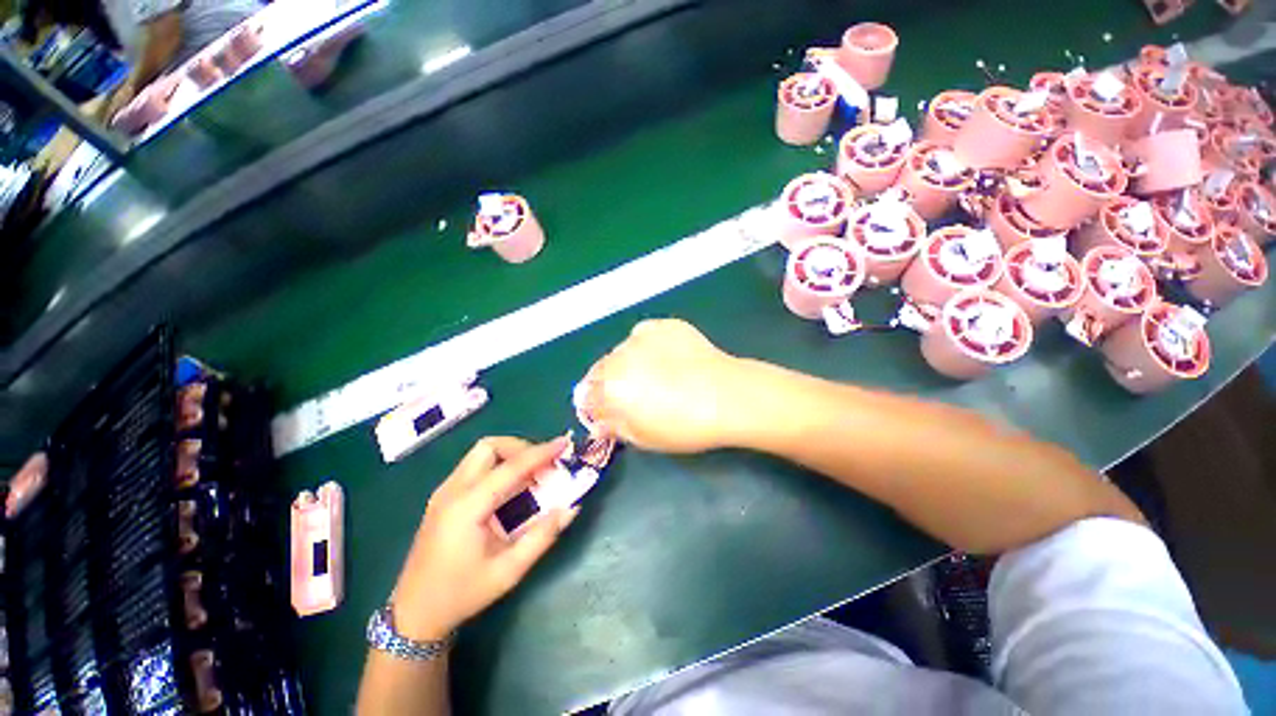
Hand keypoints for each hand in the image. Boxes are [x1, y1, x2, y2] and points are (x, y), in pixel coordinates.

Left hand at [391, 436, 577, 640]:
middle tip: (542, 466)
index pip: (510, 467)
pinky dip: (498, 466)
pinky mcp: (443, 497)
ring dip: (510, 455)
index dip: (540, 453)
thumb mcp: (508, 572)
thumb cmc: (461, 594)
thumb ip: (542, 536)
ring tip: (531, 476)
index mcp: (467, 508)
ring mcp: (444, 492)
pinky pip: (474, 466)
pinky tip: (510, 489)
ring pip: (481, 453)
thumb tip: (571, 507)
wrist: (414, 613)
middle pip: (490, 447)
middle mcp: (452, 491)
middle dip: (521, 448)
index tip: (563, 444)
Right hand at [584, 319, 751, 452]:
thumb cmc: (685, 426)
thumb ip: (614, 427)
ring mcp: (642, 337)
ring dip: (628, 363)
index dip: (595, 405)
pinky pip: (644, 336)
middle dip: (609, 383)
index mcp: (609, 388)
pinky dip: (647, 347)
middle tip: (632, 393)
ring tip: (654, 374)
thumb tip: (599, 422)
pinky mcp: (663, 325)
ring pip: (622, 351)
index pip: (586, 395)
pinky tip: (667, 358)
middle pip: (600, 369)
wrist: (728, 396)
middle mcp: (618, 357)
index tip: (608, 410)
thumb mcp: (644, 437)